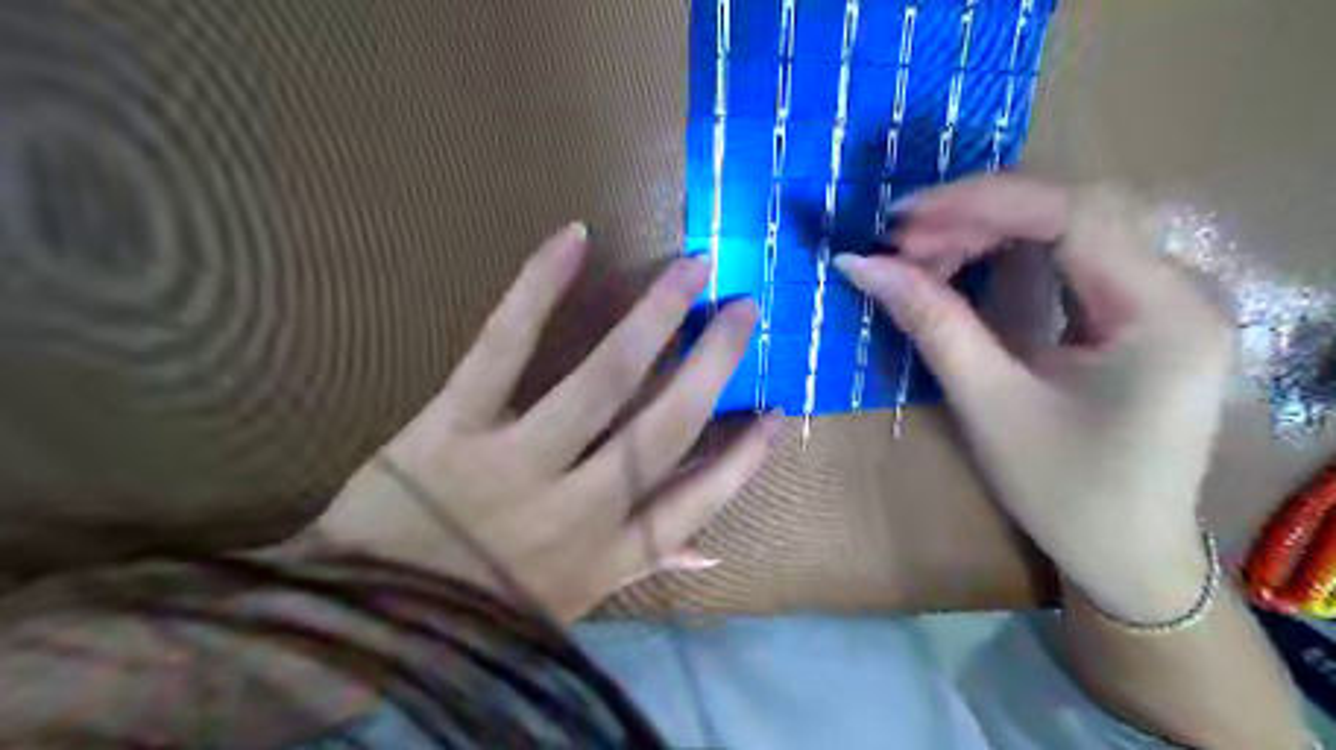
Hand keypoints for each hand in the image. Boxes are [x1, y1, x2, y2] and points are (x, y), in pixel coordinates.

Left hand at [309, 225, 785, 622]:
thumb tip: (712, 552)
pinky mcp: (450, 425)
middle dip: (714, 364)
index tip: (776, 411)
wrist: (361, 622)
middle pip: (663, 427)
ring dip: (654, 318)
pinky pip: (501, 347)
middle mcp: (577, 509)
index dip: (743, 457)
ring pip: (600, 380)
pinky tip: (574, 238)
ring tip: (691, 269)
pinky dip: (539, 287)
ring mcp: (514, 461)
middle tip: (745, 309)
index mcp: (607, 556)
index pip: (697, 501)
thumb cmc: (478, 614)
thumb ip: (645, 568)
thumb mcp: (574, 604)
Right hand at [838, 175, 1236, 619]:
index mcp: (1163, 315)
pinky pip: (1072, 254)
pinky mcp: (1141, 310)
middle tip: (903, 243)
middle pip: (1075, 209)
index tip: (903, 218)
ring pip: (1071, 225)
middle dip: (979, 214)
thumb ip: (930, 323)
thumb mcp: (989, 404)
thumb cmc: (1064, 492)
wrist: (1125, 552)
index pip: (1075, 213)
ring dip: (990, 229)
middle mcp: (1181, 287)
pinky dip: (1009, 252)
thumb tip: (859, 264)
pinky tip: (964, 266)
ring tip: (923, 256)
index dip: (982, 201)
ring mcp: (1166, 296)